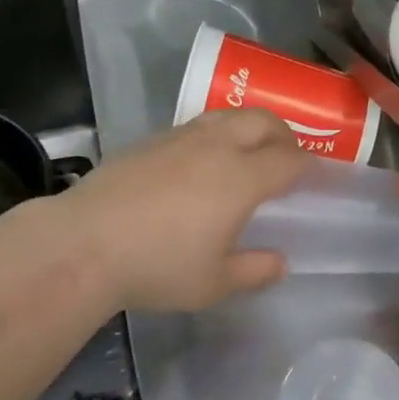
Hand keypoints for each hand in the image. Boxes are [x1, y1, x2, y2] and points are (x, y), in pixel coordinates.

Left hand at [53, 109, 306, 311]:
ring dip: (249, 125)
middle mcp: (218, 146)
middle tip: (287, 154)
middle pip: (263, 121)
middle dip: (283, 133)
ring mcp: (183, 136)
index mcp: (242, 178)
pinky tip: (203, 158)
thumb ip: (253, 270)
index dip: (306, 163)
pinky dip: (216, 132)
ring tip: (248, 148)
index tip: (312, 173)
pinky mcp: (153, 138)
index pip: (287, 158)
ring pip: (229, 115)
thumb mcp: (212, 283)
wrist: (86, 242)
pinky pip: (198, 124)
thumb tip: (280, 262)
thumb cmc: (158, 266)